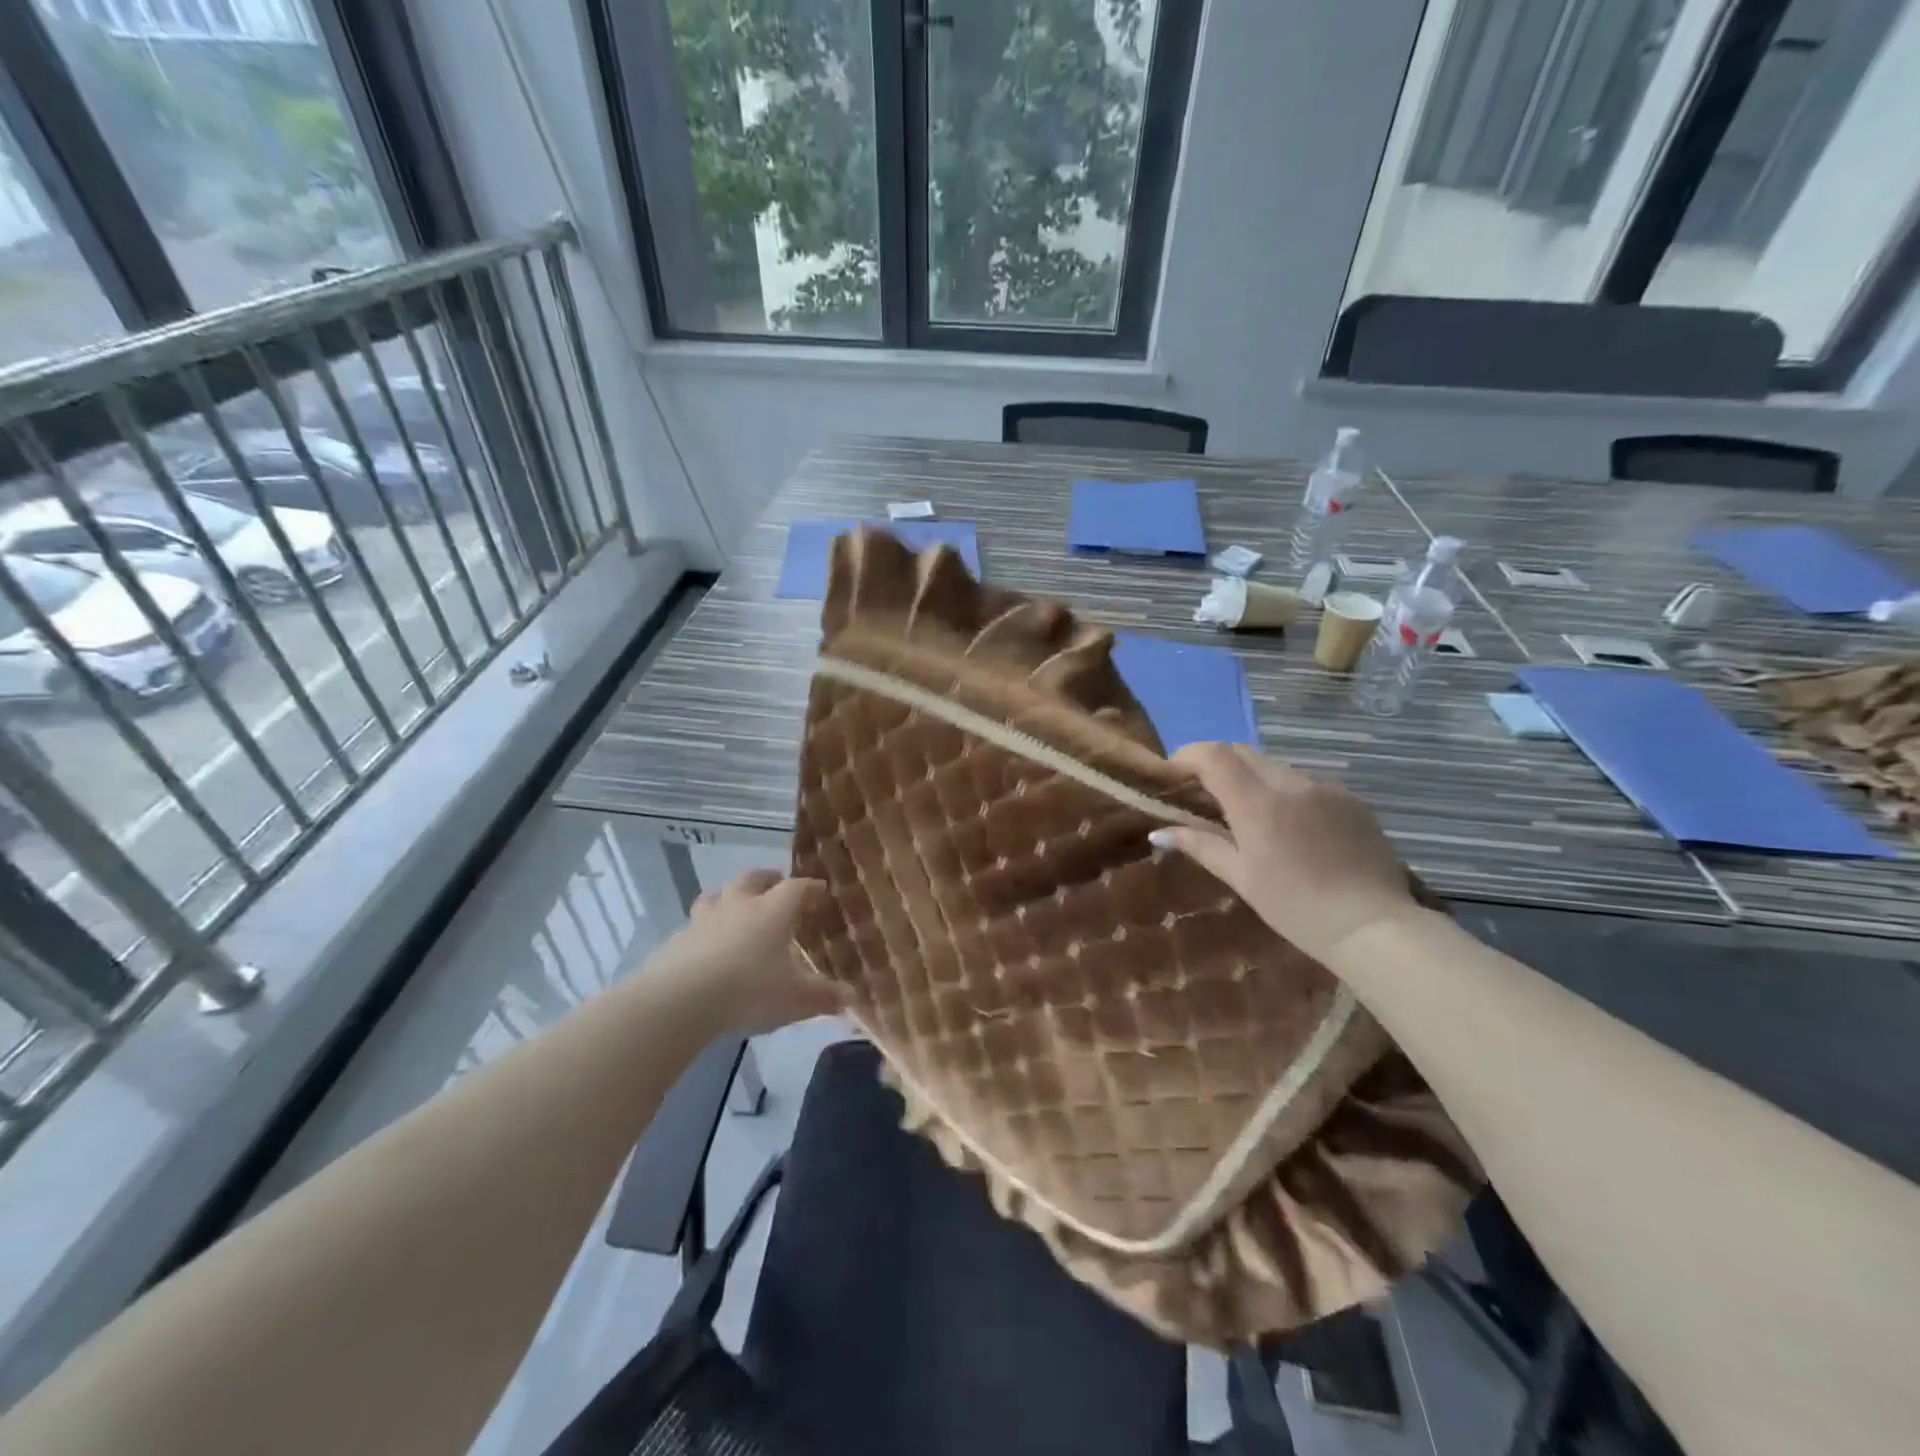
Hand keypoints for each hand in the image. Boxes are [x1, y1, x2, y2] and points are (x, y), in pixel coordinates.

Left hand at [652, 870, 844, 1033]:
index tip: (819, 890)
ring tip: (738, 907)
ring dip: (731, 897)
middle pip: (754, 879)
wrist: (681, 1000)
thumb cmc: (750, 990)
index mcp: (773, 910)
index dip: (810, 888)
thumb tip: (850, 996)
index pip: (797, 888)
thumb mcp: (797, 999)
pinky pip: (696, 925)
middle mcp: (740, 905)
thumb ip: (824, 996)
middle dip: (768, 879)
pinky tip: (708, 945)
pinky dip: (707, 928)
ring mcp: (705, 919)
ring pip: (719, 895)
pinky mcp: (678, 939)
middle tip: (777, 883)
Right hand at [1150, 743, 1423, 964]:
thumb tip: (1158, 832)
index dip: (1187, 755)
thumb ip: (1200, 845)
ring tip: (1249, 815)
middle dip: (1217, 764)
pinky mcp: (1351, 799)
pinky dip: (1286, 794)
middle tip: (1204, 794)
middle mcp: (1291, 783)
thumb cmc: (1296, 908)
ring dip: (1252, 779)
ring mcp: (1326, 788)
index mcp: (1258, 803)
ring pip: (1275, 767)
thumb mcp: (1241, 878)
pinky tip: (1292, 828)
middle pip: (1243, 752)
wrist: (1374, 926)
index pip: (1214, 755)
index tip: (1172, 772)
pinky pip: (1307, 784)